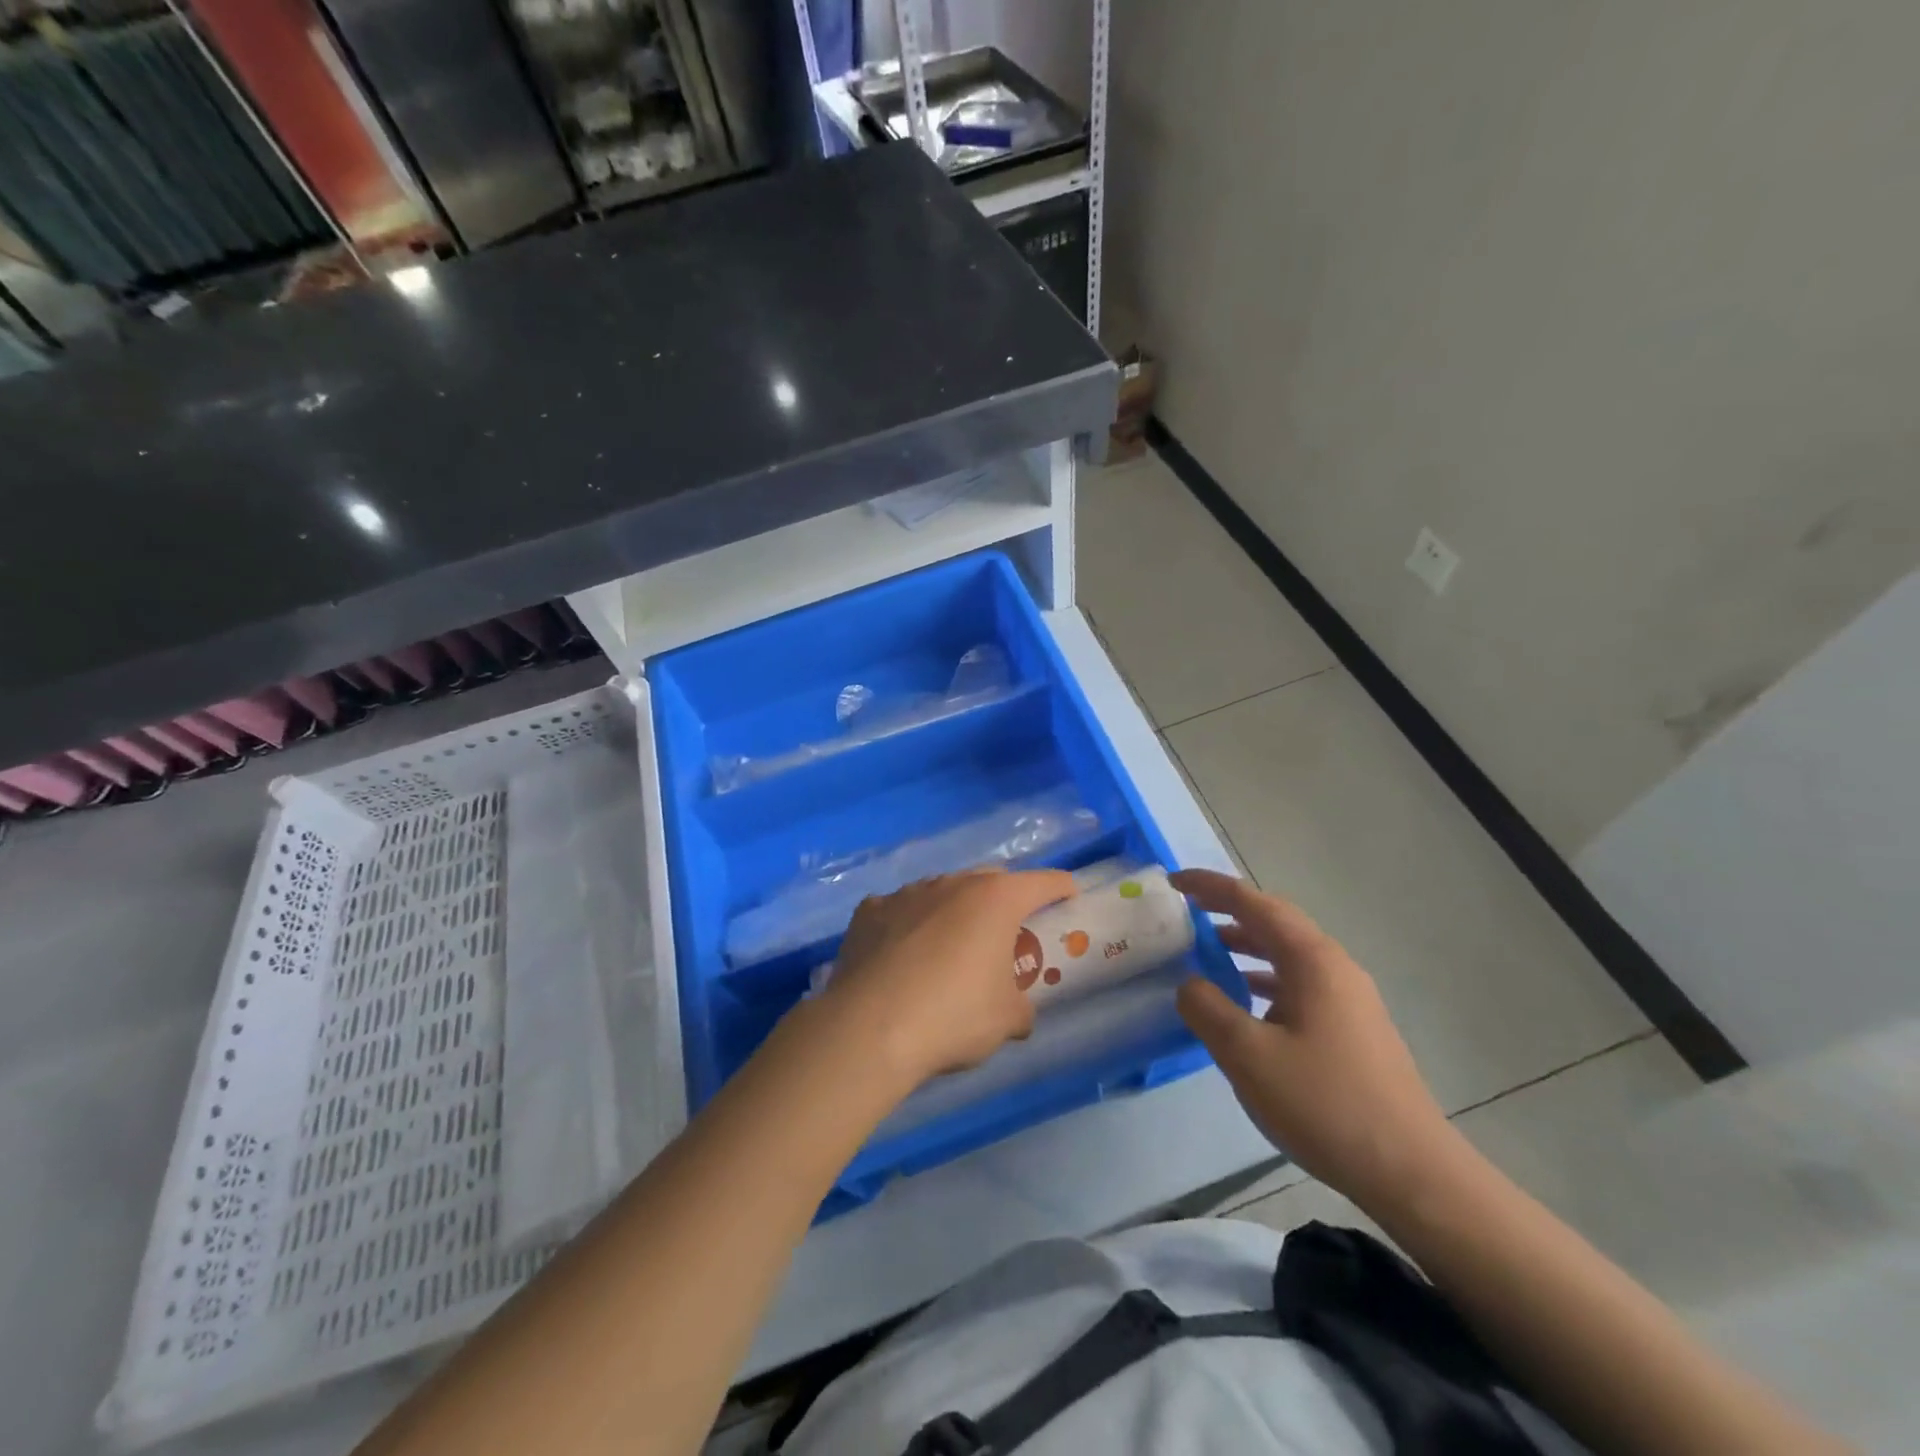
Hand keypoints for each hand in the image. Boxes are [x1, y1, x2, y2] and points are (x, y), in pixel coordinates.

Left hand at [819, 868, 1077, 1093]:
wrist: (869, 1027)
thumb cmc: (953, 1016)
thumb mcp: (1007, 1020)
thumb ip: (1021, 1007)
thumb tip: (1019, 1012)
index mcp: (995, 899)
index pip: (1043, 882)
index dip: (1061, 888)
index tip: (1069, 896)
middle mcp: (952, 883)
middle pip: (990, 880)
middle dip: (1004, 899)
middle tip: (1007, 931)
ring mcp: (907, 892)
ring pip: (941, 892)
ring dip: (953, 911)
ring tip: (950, 947)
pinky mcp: (869, 910)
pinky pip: (899, 910)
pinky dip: (908, 925)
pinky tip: (901, 955)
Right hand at [1171, 868, 1463, 1214]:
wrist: (1411, 1171)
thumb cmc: (1324, 1103)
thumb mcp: (1247, 1054)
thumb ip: (1207, 1008)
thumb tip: (1190, 983)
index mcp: (1311, 960)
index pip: (1253, 903)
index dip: (1210, 887)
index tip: (1173, 881)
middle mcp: (1334, 966)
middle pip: (1274, 921)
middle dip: (1229, 910)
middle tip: (1187, 909)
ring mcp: (1349, 998)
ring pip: (1288, 953)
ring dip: (1246, 945)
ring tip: (1208, 952)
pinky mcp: (1353, 1027)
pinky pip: (1299, 983)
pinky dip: (1264, 978)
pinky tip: (1246, 1003)